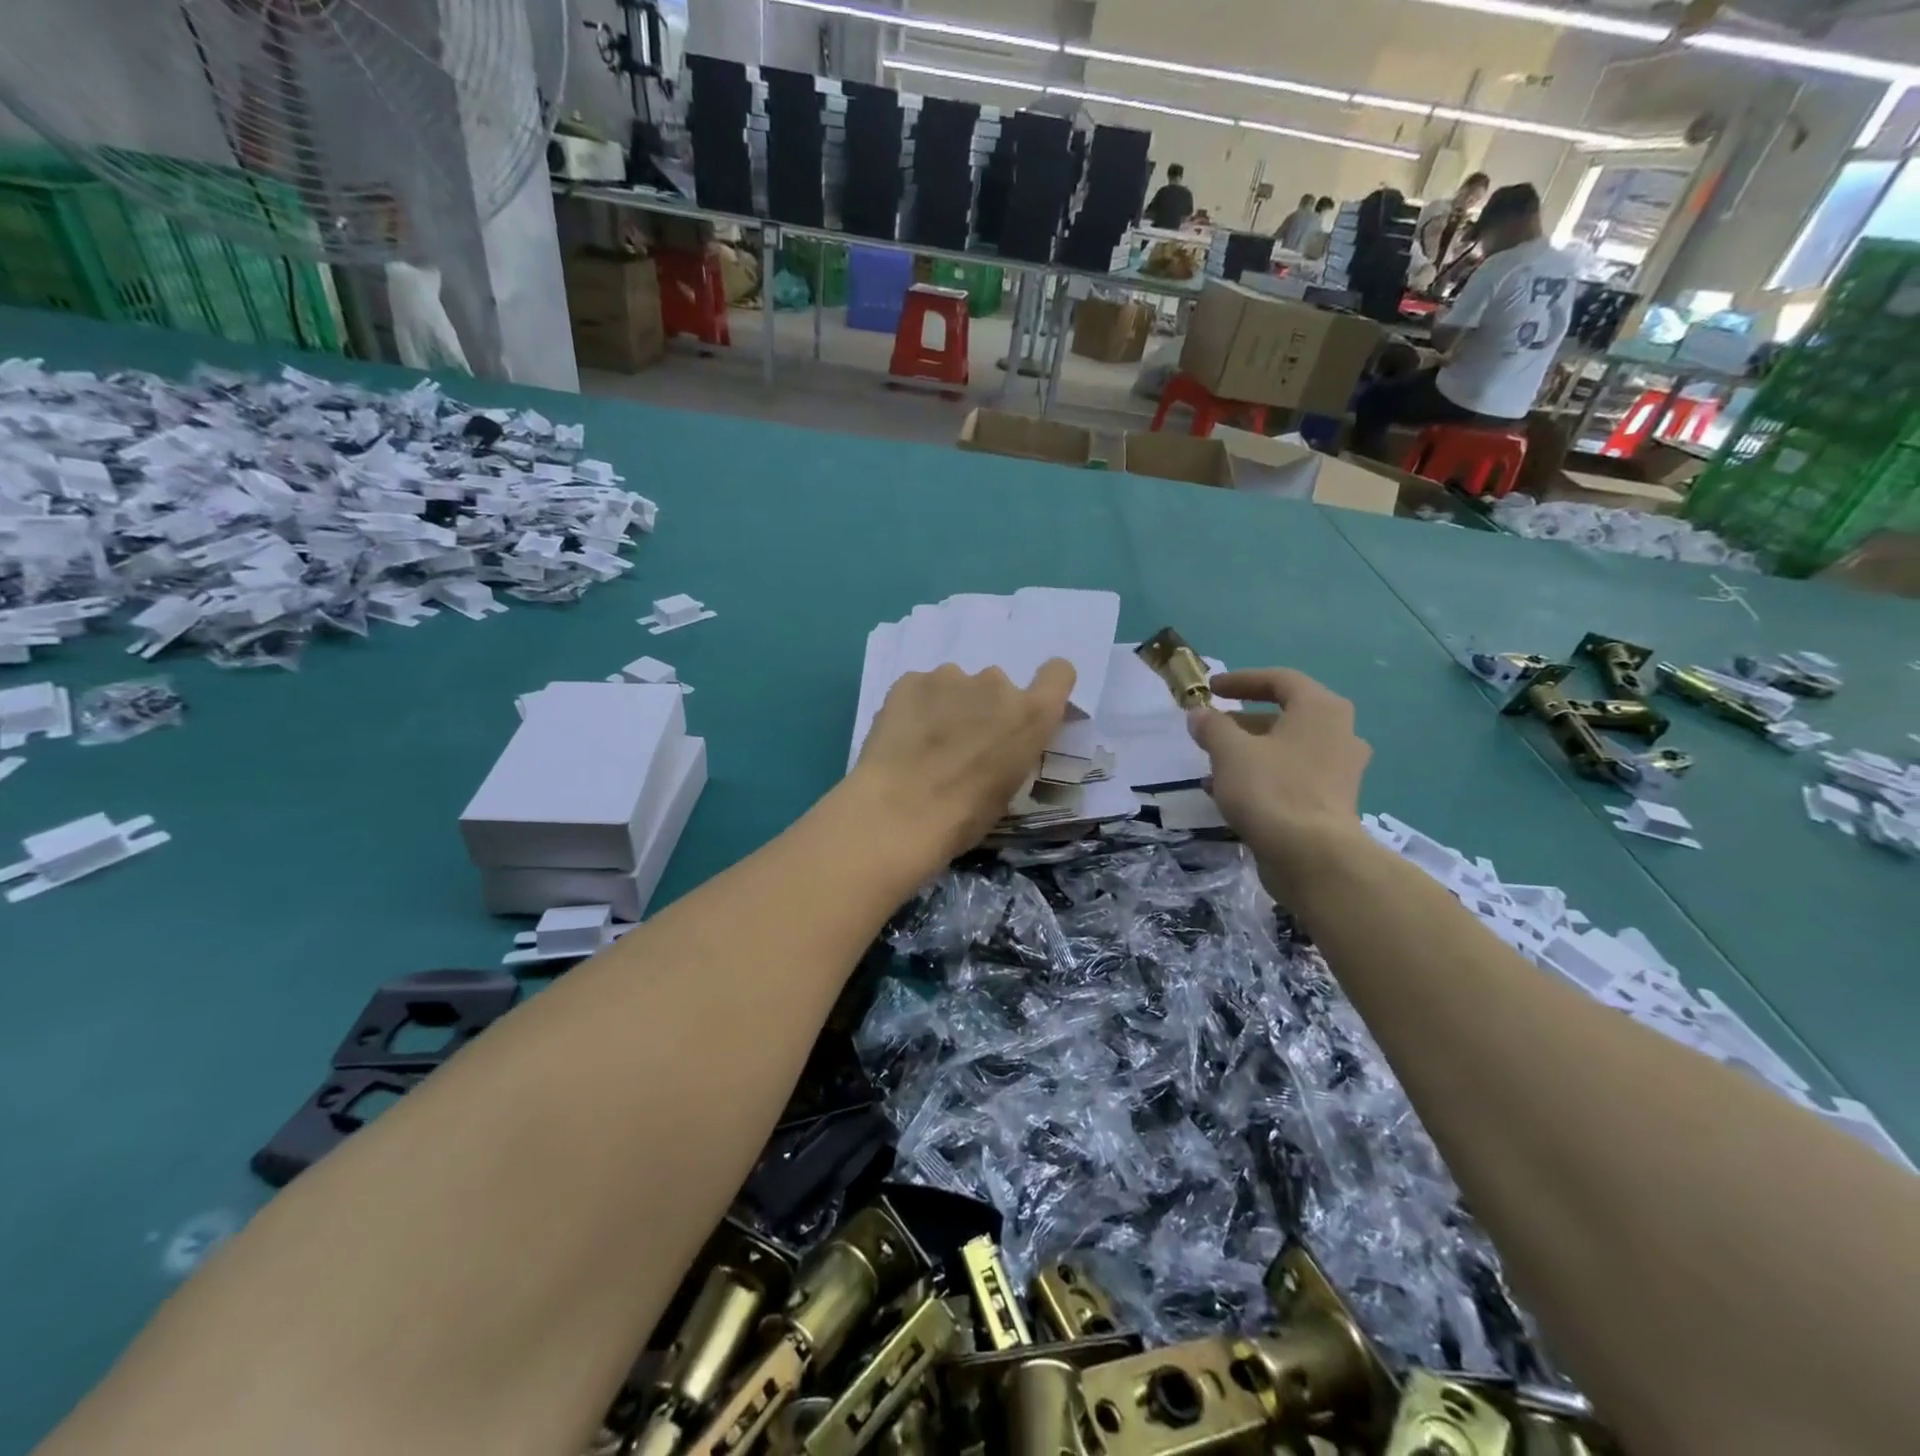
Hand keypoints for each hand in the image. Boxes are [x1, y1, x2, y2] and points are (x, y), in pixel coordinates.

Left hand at [850, 659, 1076, 867]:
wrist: (899, 812)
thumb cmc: (965, 815)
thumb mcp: (1010, 786)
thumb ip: (1013, 749)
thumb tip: (998, 744)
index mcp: (1031, 714)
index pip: (1059, 673)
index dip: (1045, 686)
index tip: (1026, 709)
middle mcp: (996, 682)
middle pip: (997, 686)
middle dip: (984, 708)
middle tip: (961, 744)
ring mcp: (950, 676)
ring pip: (955, 686)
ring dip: (948, 705)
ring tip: (924, 743)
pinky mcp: (909, 679)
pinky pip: (920, 688)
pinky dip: (915, 707)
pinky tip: (901, 738)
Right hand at [1186, 668, 1370, 892]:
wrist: (1312, 857)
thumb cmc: (1272, 790)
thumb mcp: (1230, 752)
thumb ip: (1212, 726)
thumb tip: (1199, 714)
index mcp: (1321, 709)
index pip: (1280, 679)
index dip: (1242, 680)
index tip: (1211, 689)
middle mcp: (1339, 733)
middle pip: (1286, 715)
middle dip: (1244, 720)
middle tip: (1213, 727)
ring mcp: (1340, 770)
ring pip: (1288, 748)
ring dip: (1251, 751)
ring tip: (1214, 763)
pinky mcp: (1333, 802)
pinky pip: (1293, 776)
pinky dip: (1264, 776)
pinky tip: (1231, 792)